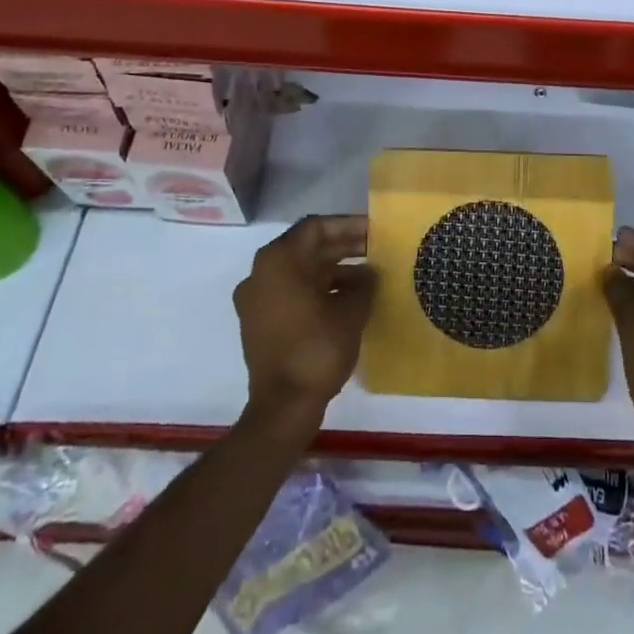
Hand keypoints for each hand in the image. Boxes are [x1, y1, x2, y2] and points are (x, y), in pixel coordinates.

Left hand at [234, 215, 376, 432]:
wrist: (283, 408)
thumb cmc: (317, 349)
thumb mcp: (351, 311)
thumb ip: (364, 283)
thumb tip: (369, 273)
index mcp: (279, 260)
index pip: (316, 227)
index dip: (348, 225)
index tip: (375, 230)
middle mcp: (261, 272)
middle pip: (306, 247)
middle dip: (343, 246)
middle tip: (377, 249)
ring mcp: (256, 298)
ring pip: (300, 271)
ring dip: (333, 269)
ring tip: (369, 276)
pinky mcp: (259, 322)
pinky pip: (291, 292)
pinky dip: (318, 289)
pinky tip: (348, 299)